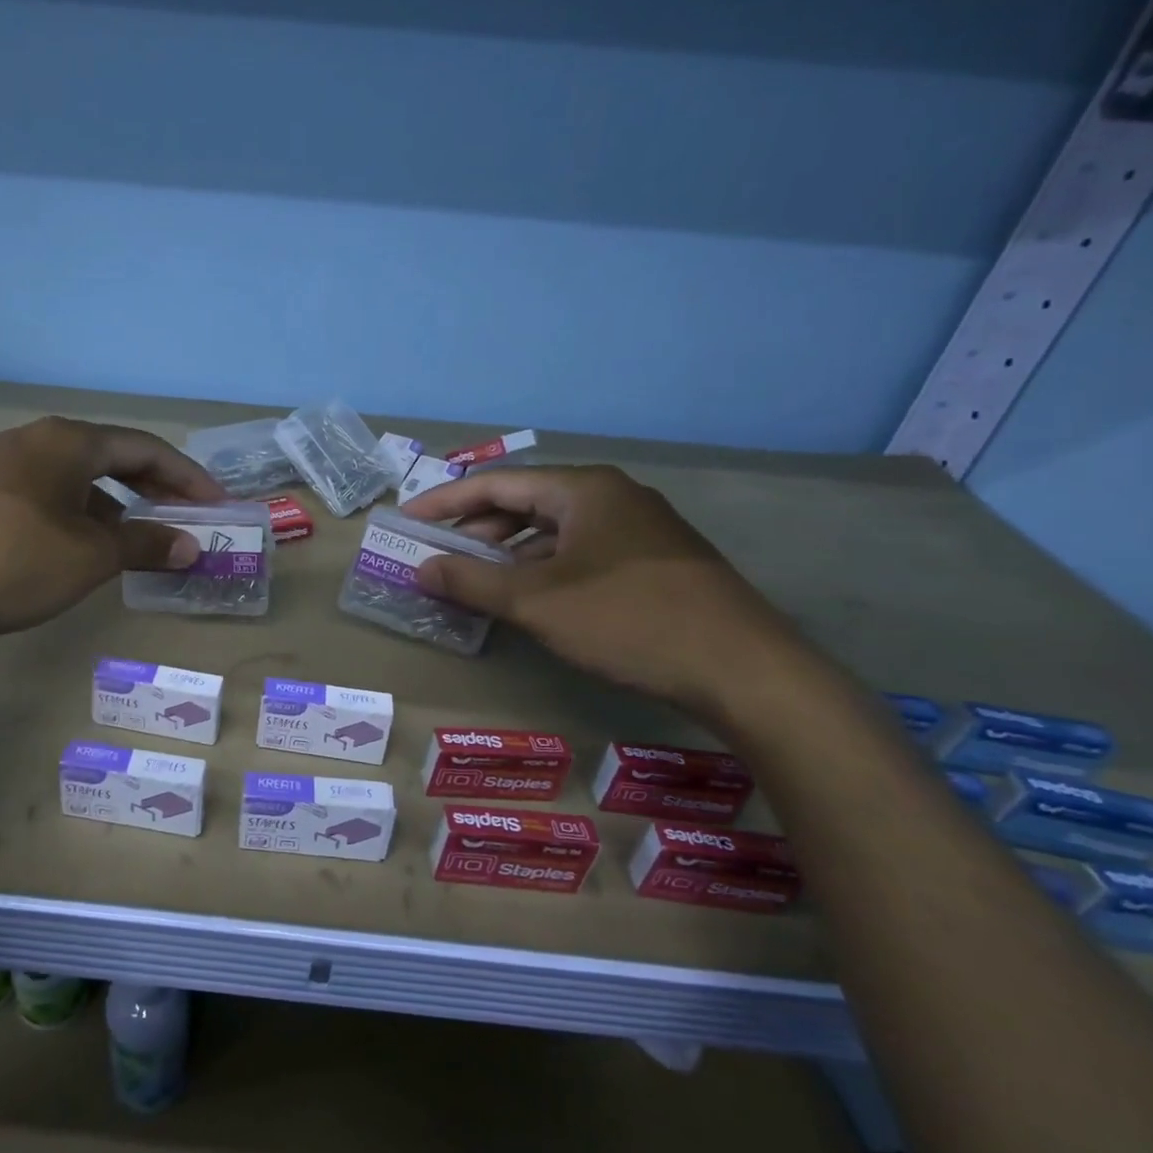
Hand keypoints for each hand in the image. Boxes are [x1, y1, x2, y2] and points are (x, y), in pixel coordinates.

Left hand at [0, 416, 224, 643]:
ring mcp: (1, 465)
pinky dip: (80, 512)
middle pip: (111, 455)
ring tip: (139, 536)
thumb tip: (190, 545)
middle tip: (186, 514)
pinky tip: (84, 544)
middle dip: (154, 486)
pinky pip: (48, 492)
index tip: (217, 503)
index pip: (144, 447)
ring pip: (77, 476)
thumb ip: (146, 544)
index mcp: (66, 441)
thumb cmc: (16, 563)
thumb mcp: (91, 556)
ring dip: (116, 502)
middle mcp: (34, 440)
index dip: (187, 475)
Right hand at [401, 465, 808, 719]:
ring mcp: (639, 528)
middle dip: (478, 527)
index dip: (446, 500)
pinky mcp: (655, 560)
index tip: (409, 517)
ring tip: (477, 576)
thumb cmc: (628, 620)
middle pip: (527, 502)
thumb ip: (472, 582)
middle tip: (440, 552)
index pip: (497, 483)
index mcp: (583, 490)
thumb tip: (421, 568)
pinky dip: (545, 567)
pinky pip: (582, 550)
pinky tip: (531, 595)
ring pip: (556, 529)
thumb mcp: (537, 602)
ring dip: (510, 550)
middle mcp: (612, 496)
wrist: (744, 669)